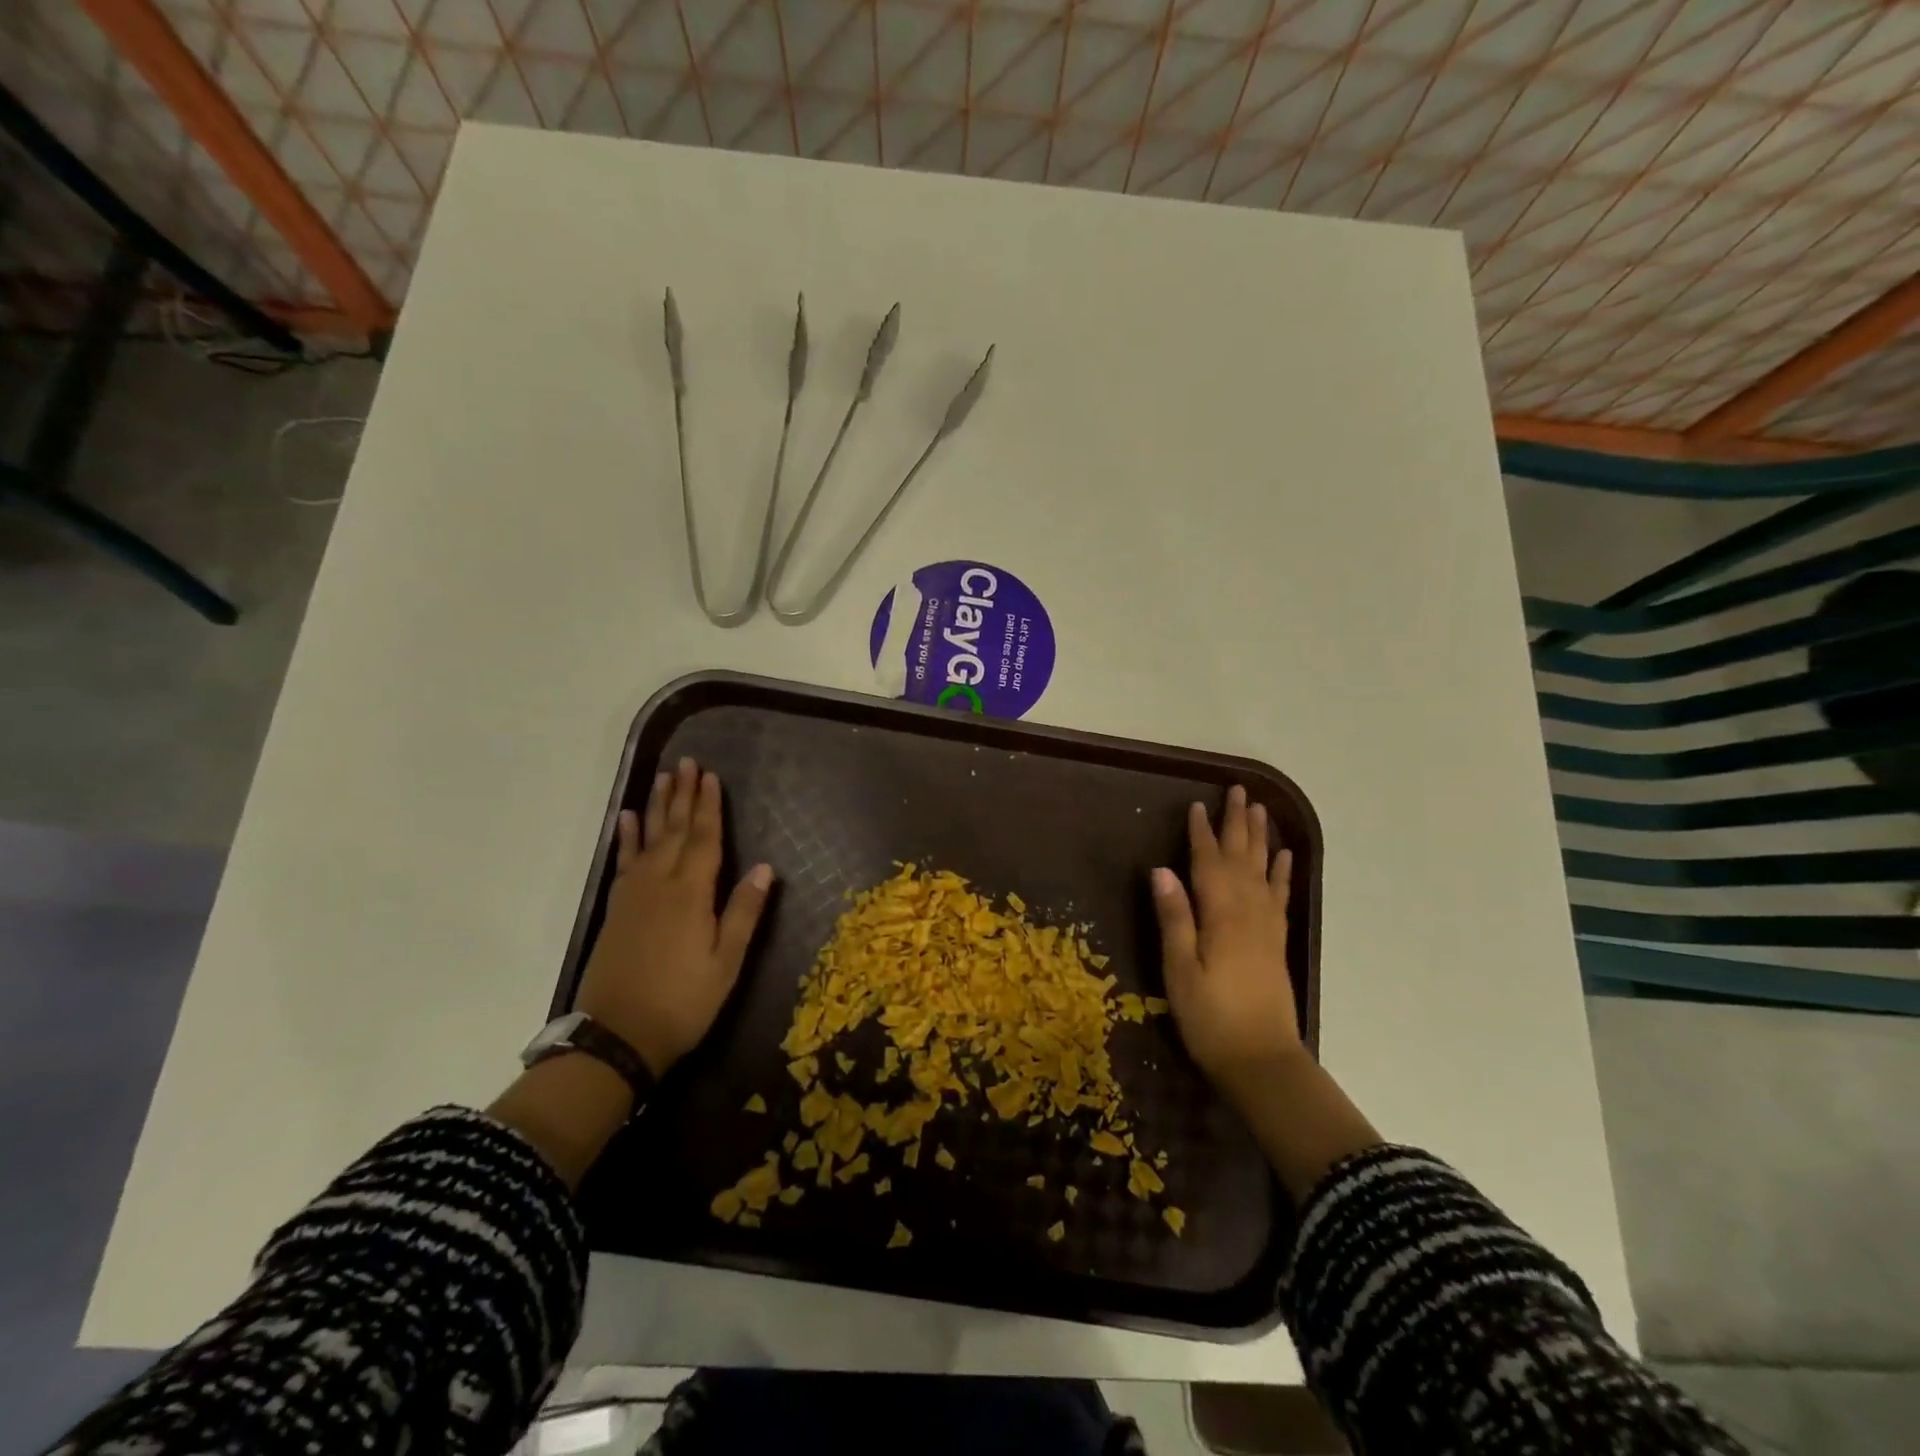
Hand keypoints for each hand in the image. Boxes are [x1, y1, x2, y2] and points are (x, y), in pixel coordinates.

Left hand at [575, 757, 773, 1077]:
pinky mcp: (616, 909)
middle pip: (674, 830)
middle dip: (682, 795)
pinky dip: (624, 838)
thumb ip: (744, 912)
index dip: (708, 806)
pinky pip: (622, 862)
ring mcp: (633, 895)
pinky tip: (625, 820)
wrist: (617, 1037)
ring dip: (655, 806)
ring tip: (661, 778)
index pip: (704, 839)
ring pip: (647, 839)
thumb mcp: (726, 963)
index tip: (710, 776)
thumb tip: (764, 867)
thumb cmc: (683, 1002)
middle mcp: (660, 884)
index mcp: (691, 894)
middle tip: (685, 762)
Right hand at [1152, 785, 1301, 1104]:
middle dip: (1237, 823)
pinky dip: (1282, 872)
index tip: (1196, 805)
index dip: (1201, 833)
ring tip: (1260, 809)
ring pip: (1263, 870)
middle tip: (1238, 791)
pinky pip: (1281, 895)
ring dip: (1260, 838)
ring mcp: (1266, 926)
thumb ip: (1174, 918)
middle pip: (1241, 858)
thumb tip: (1162, 870)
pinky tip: (1284, 857)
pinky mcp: (1276, 941)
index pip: (1208, 863)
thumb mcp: (1180, 970)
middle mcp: (1248, 912)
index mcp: (1221, 915)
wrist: (1262, 1062)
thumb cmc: (1211, 1018)